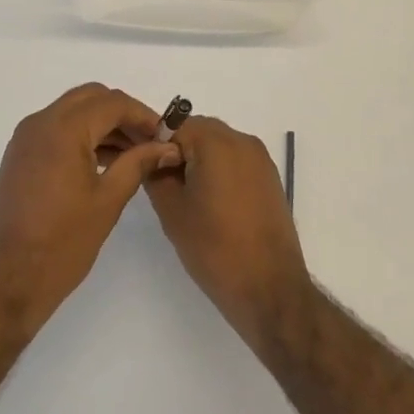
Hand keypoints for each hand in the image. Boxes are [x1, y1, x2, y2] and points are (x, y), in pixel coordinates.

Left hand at [0, 84, 179, 339]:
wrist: (3, 283)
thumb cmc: (60, 244)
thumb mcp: (107, 202)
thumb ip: (138, 164)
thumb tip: (166, 147)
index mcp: (62, 129)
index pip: (112, 103)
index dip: (144, 115)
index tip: (166, 136)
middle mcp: (40, 123)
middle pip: (90, 98)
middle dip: (122, 114)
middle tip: (149, 141)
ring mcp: (25, 139)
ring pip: (72, 112)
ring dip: (102, 124)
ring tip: (133, 155)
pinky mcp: (19, 156)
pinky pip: (56, 130)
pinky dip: (82, 136)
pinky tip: (104, 163)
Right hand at [146, 116, 312, 351]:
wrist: (269, 288)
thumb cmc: (215, 248)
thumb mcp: (172, 211)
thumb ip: (155, 173)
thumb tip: (150, 156)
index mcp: (216, 142)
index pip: (173, 125)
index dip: (154, 145)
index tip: (143, 169)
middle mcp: (242, 140)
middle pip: (198, 131)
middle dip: (177, 150)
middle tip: (163, 185)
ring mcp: (260, 159)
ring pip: (218, 145)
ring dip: (198, 160)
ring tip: (187, 198)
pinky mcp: (269, 178)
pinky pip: (236, 160)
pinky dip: (219, 171)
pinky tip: (211, 204)